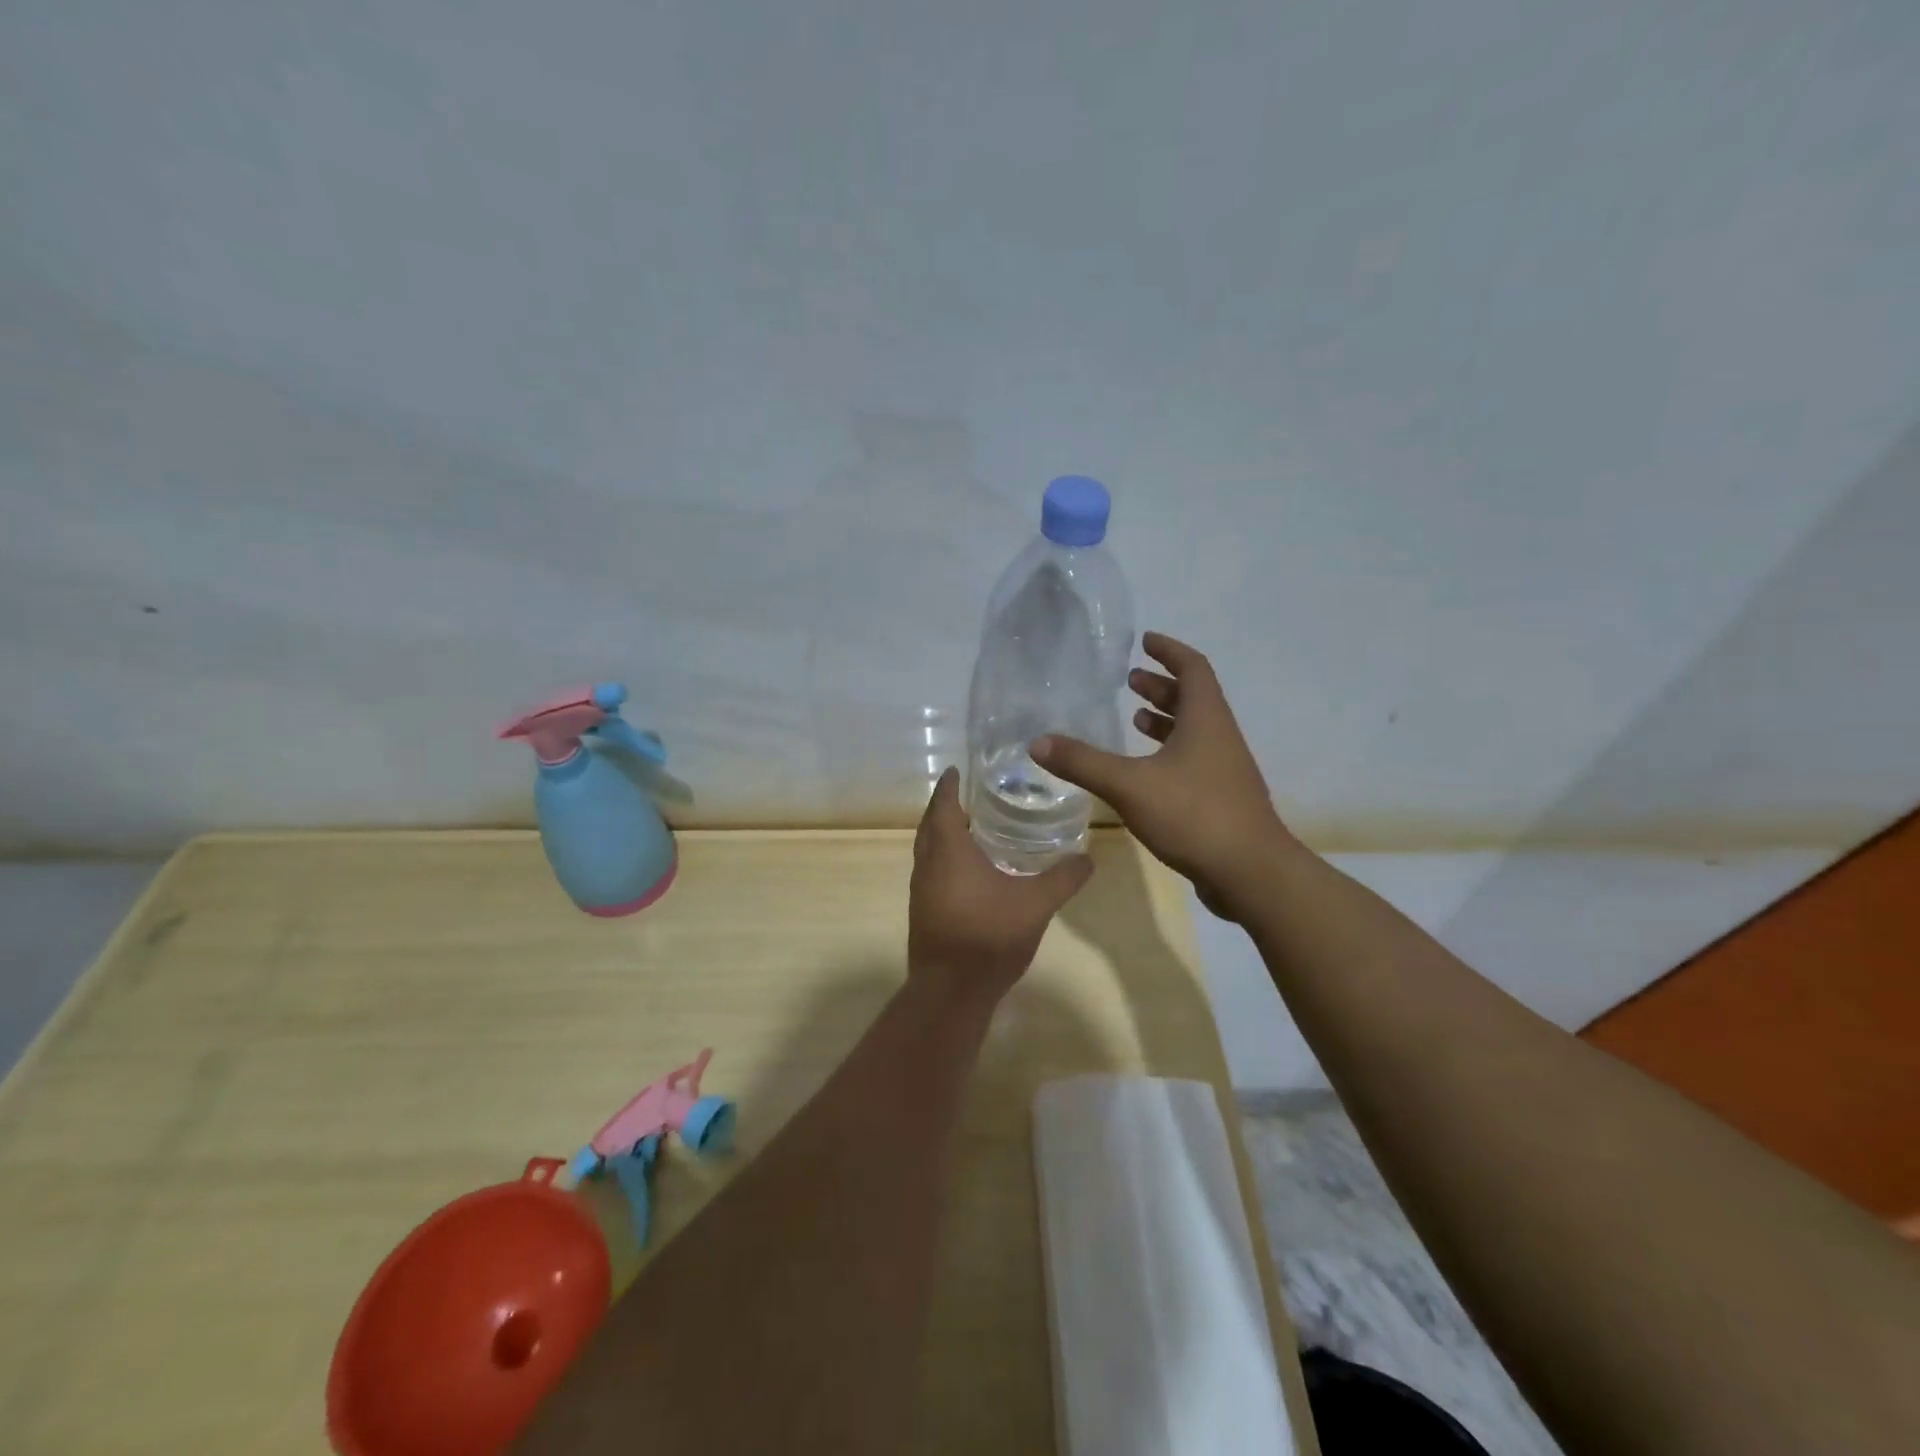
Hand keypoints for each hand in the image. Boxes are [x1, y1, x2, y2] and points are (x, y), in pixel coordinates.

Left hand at [908, 767, 1091, 1004]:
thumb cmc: (989, 935)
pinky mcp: (923, 912)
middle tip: (969, 796)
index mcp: (949, 851)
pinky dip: (945, 859)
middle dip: (946, 808)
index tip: (956, 770)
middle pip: (931, 825)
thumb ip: (1063, 878)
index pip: (945, 806)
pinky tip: (969, 872)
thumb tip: (1088, 858)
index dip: (950, 786)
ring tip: (972, 828)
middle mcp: (928, 865)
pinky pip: (931, 872)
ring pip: (928, 850)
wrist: (951, 991)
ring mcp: (921, 890)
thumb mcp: (1036, 903)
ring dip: (943, 835)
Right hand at [1032, 632, 1295, 919]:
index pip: (1193, 668)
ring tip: (1134, 718)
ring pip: (1195, 731)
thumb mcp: (1129, 785)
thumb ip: (1083, 762)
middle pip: (1194, 698)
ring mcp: (1225, 770)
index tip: (1145, 641)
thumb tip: (1038, 742)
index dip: (1169, 651)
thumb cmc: (1193, 815)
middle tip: (1130, 680)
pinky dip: (1170, 753)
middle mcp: (1220, 738)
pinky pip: (1194, 760)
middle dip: (1162, 685)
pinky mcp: (1222, 799)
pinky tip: (1147, 772)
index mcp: (1206, 720)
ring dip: (1166, 719)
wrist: (1251, 873)